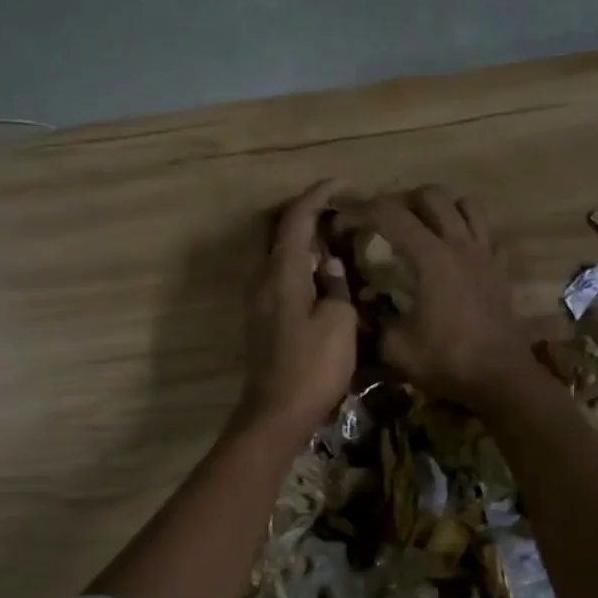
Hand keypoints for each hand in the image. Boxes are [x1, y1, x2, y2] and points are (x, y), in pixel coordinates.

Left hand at [234, 181, 358, 440]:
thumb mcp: (339, 322)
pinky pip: (277, 275)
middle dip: (304, 215)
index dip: (316, 196)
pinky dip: (296, 264)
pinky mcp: (260, 319)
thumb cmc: (312, 367)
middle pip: (277, 231)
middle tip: (336, 213)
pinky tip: (319, 276)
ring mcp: (257, 300)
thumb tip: (330, 264)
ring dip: (300, 241)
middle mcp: (262, 278)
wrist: (276, 413)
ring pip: (275, 254)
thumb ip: (336, 285)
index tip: (340, 184)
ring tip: (332, 240)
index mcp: (281, 272)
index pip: (295, 219)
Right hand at [341, 186, 538, 409]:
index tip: (339, 210)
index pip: (389, 215)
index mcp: (431, 258)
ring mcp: (485, 255)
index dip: (359, 207)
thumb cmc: (448, 363)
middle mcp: (460, 245)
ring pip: (465, 205)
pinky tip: (454, 252)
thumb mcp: (396, 349)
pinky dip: (467, 231)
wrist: (502, 380)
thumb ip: (373, 320)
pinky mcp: (500, 270)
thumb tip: (361, 304)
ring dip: (439, 208)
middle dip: (400, 200)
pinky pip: (486, 233)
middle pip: (430, 196)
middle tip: (381, 221)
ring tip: (421, 228)